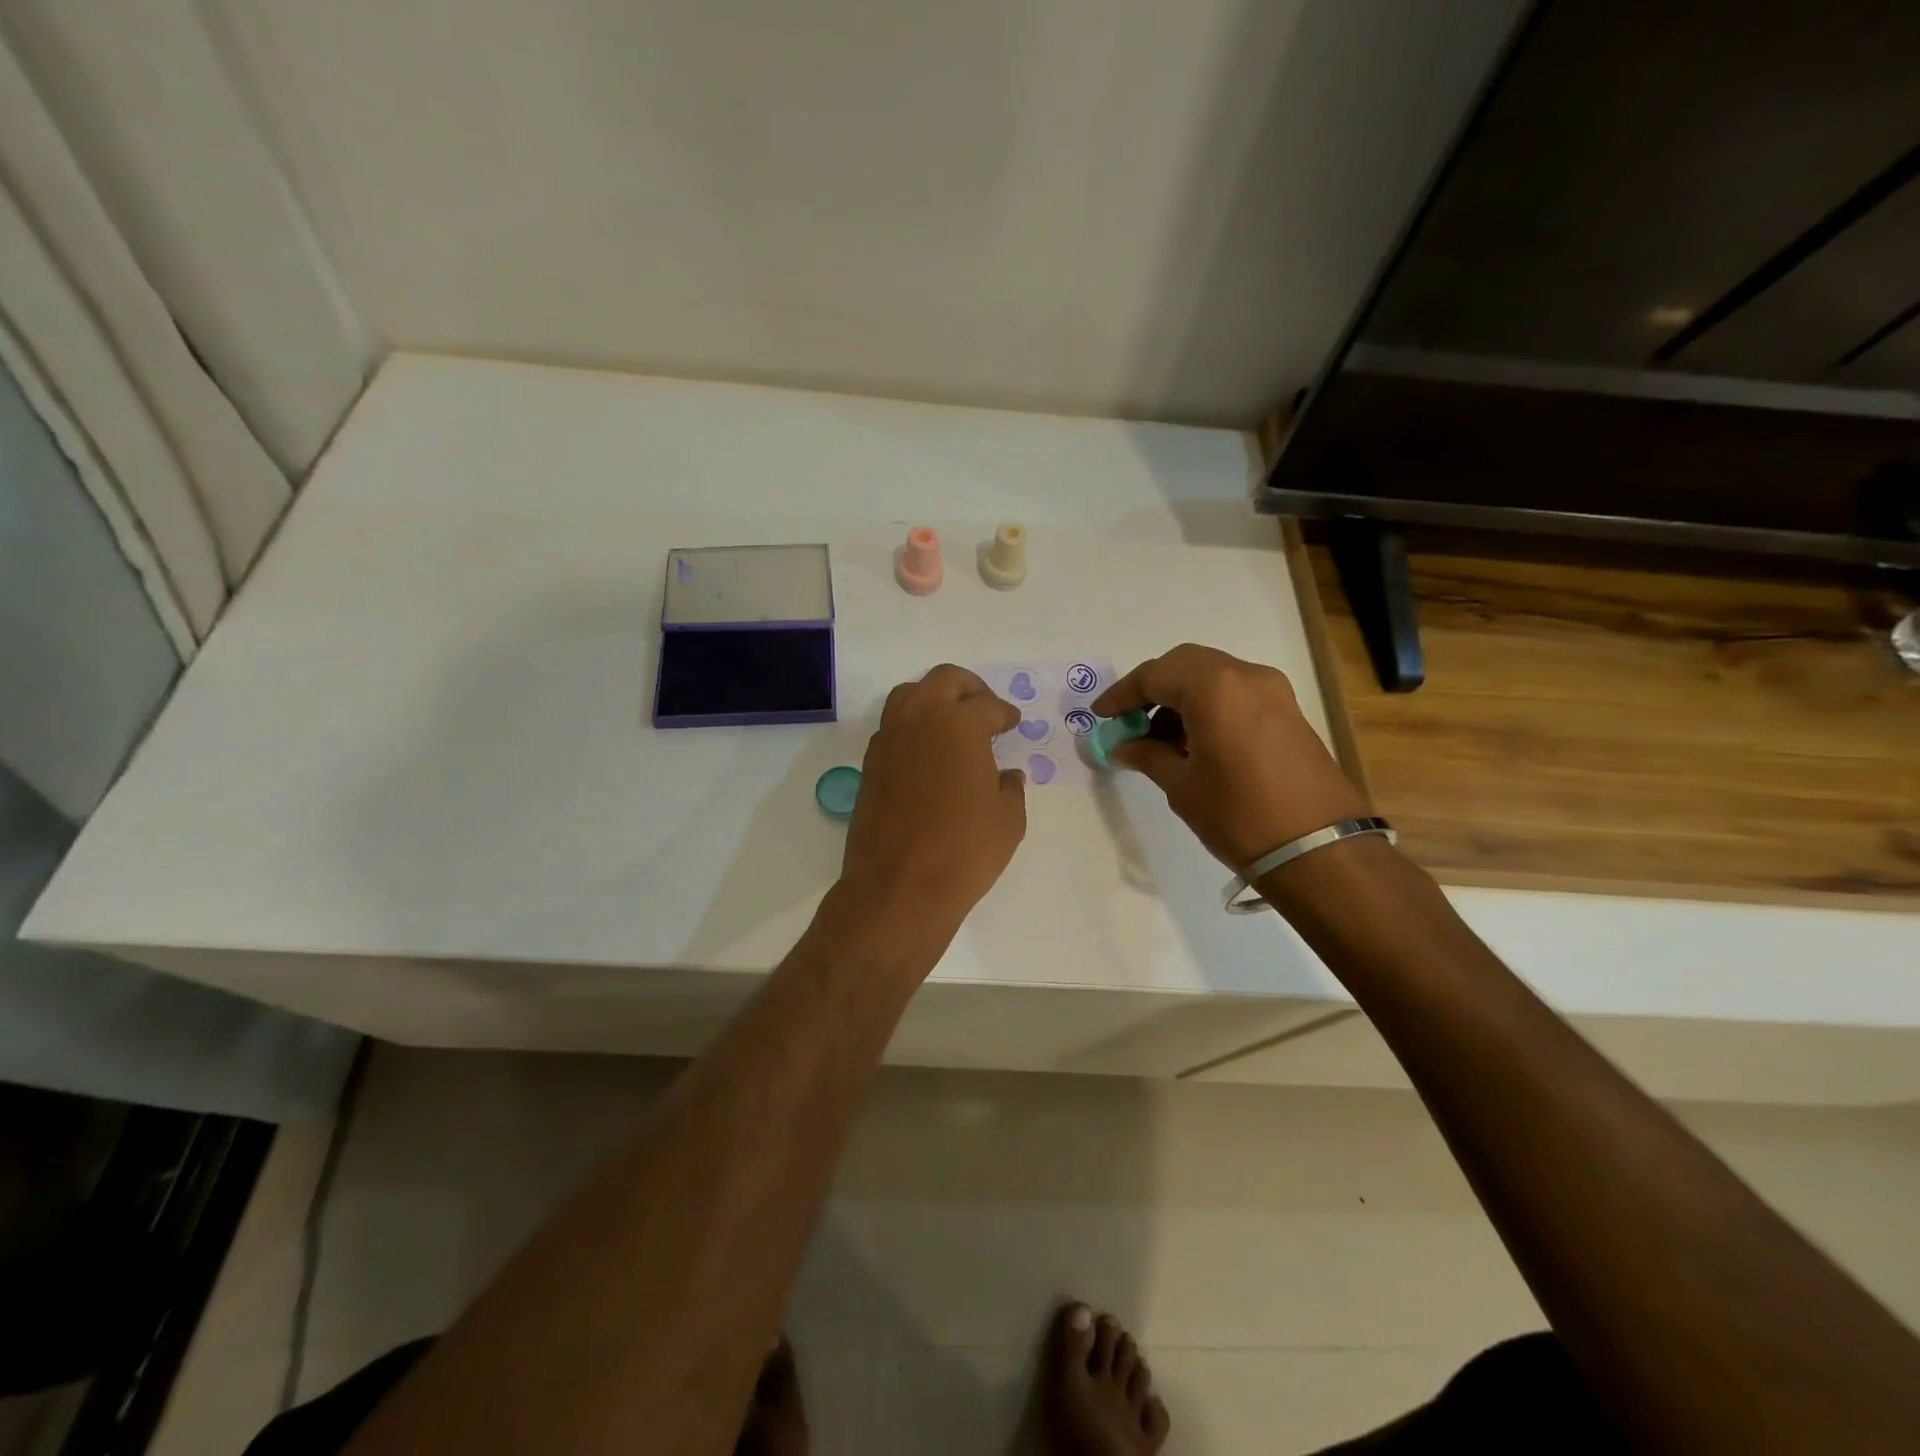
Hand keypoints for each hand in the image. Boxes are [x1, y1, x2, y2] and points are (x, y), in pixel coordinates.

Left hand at [837, 665, 1027, 946]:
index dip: (1005, 713)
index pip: (987, 705)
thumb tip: (1006, 776)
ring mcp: (889, 739)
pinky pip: (892, 726)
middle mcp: (920, 719)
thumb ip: (1010, 788)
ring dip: (934, 699)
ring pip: (909, 695)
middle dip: (970, 688)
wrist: (899, 886)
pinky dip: (912, 726)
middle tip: (985, 709)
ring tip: (952, 724)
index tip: (1012, 722)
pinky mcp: (870, 764)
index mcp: (959, 724)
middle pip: (944, 680)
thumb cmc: (964, 850)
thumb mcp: (1008, 820)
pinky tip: (928, 753)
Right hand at [1092, 644, 1369, 871]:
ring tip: (1158, 738)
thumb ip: (1147, 756)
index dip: (1121, 695)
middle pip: (1185, 664)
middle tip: (1128, 720)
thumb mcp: (1182, 786)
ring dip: (1181, 696)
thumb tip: (1122, 746)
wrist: (1320, 850)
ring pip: (1213, 676)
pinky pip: (1236, 693)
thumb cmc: (1238, 815)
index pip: (1153, 676)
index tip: (1100, 717)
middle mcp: (1245, 675)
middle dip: (1152, 688)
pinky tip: (1193, 741)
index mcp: (1213, 687)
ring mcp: (1273, 690)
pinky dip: (1208, 705)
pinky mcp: (1288, 710)